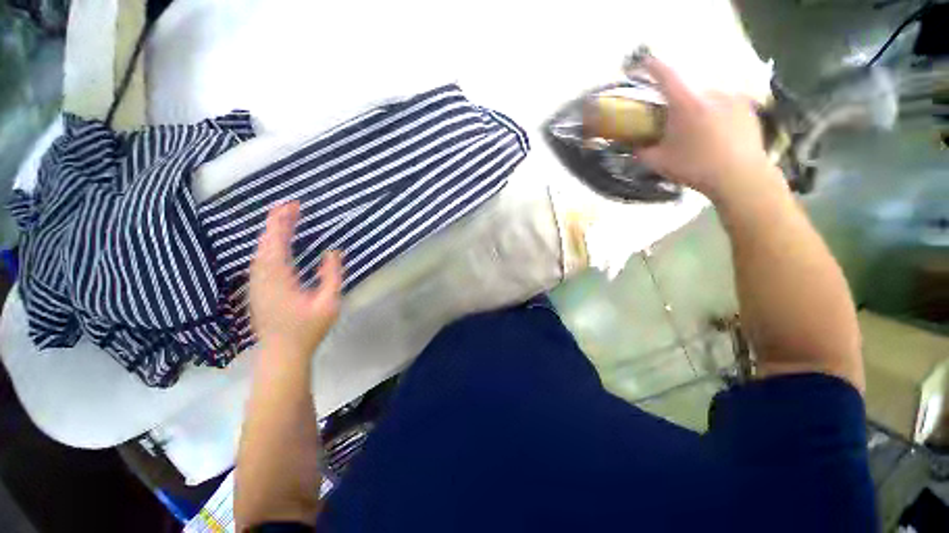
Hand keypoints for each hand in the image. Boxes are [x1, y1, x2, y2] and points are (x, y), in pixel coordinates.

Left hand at [249, 201, 342, 359]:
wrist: (282, 353)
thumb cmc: (309, 329)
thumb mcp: (329, 303)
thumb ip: (332, 276)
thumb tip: (332, 252)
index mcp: (279, 278)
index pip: (278, 242)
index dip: (283, 222)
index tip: (293, 205)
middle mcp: (262, 277)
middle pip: (265, 243)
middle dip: (276, 222)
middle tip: (290, 206)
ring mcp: (256, 283)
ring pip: (259, 251)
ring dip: (270, 233)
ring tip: (284, 219)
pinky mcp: (256, 289)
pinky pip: (259, 260)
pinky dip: (267, 245)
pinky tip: (274, 244)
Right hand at [637, 57, 776, 201]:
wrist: (740, 176)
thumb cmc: (694, 167)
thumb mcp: (659, 163)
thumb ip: (642, 151)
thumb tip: (634, 146)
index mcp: (686, 104)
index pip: (666, 75)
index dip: (652, 67)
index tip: (643, 65)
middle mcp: (710, 93)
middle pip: (688, 91)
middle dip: (678, 104)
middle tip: (675, 124)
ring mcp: (733, 98)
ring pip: (707, 98)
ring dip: (698, 110)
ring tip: (699, 132)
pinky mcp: (749, 107)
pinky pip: (726, 105)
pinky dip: (717, 114)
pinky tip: (718, 134)